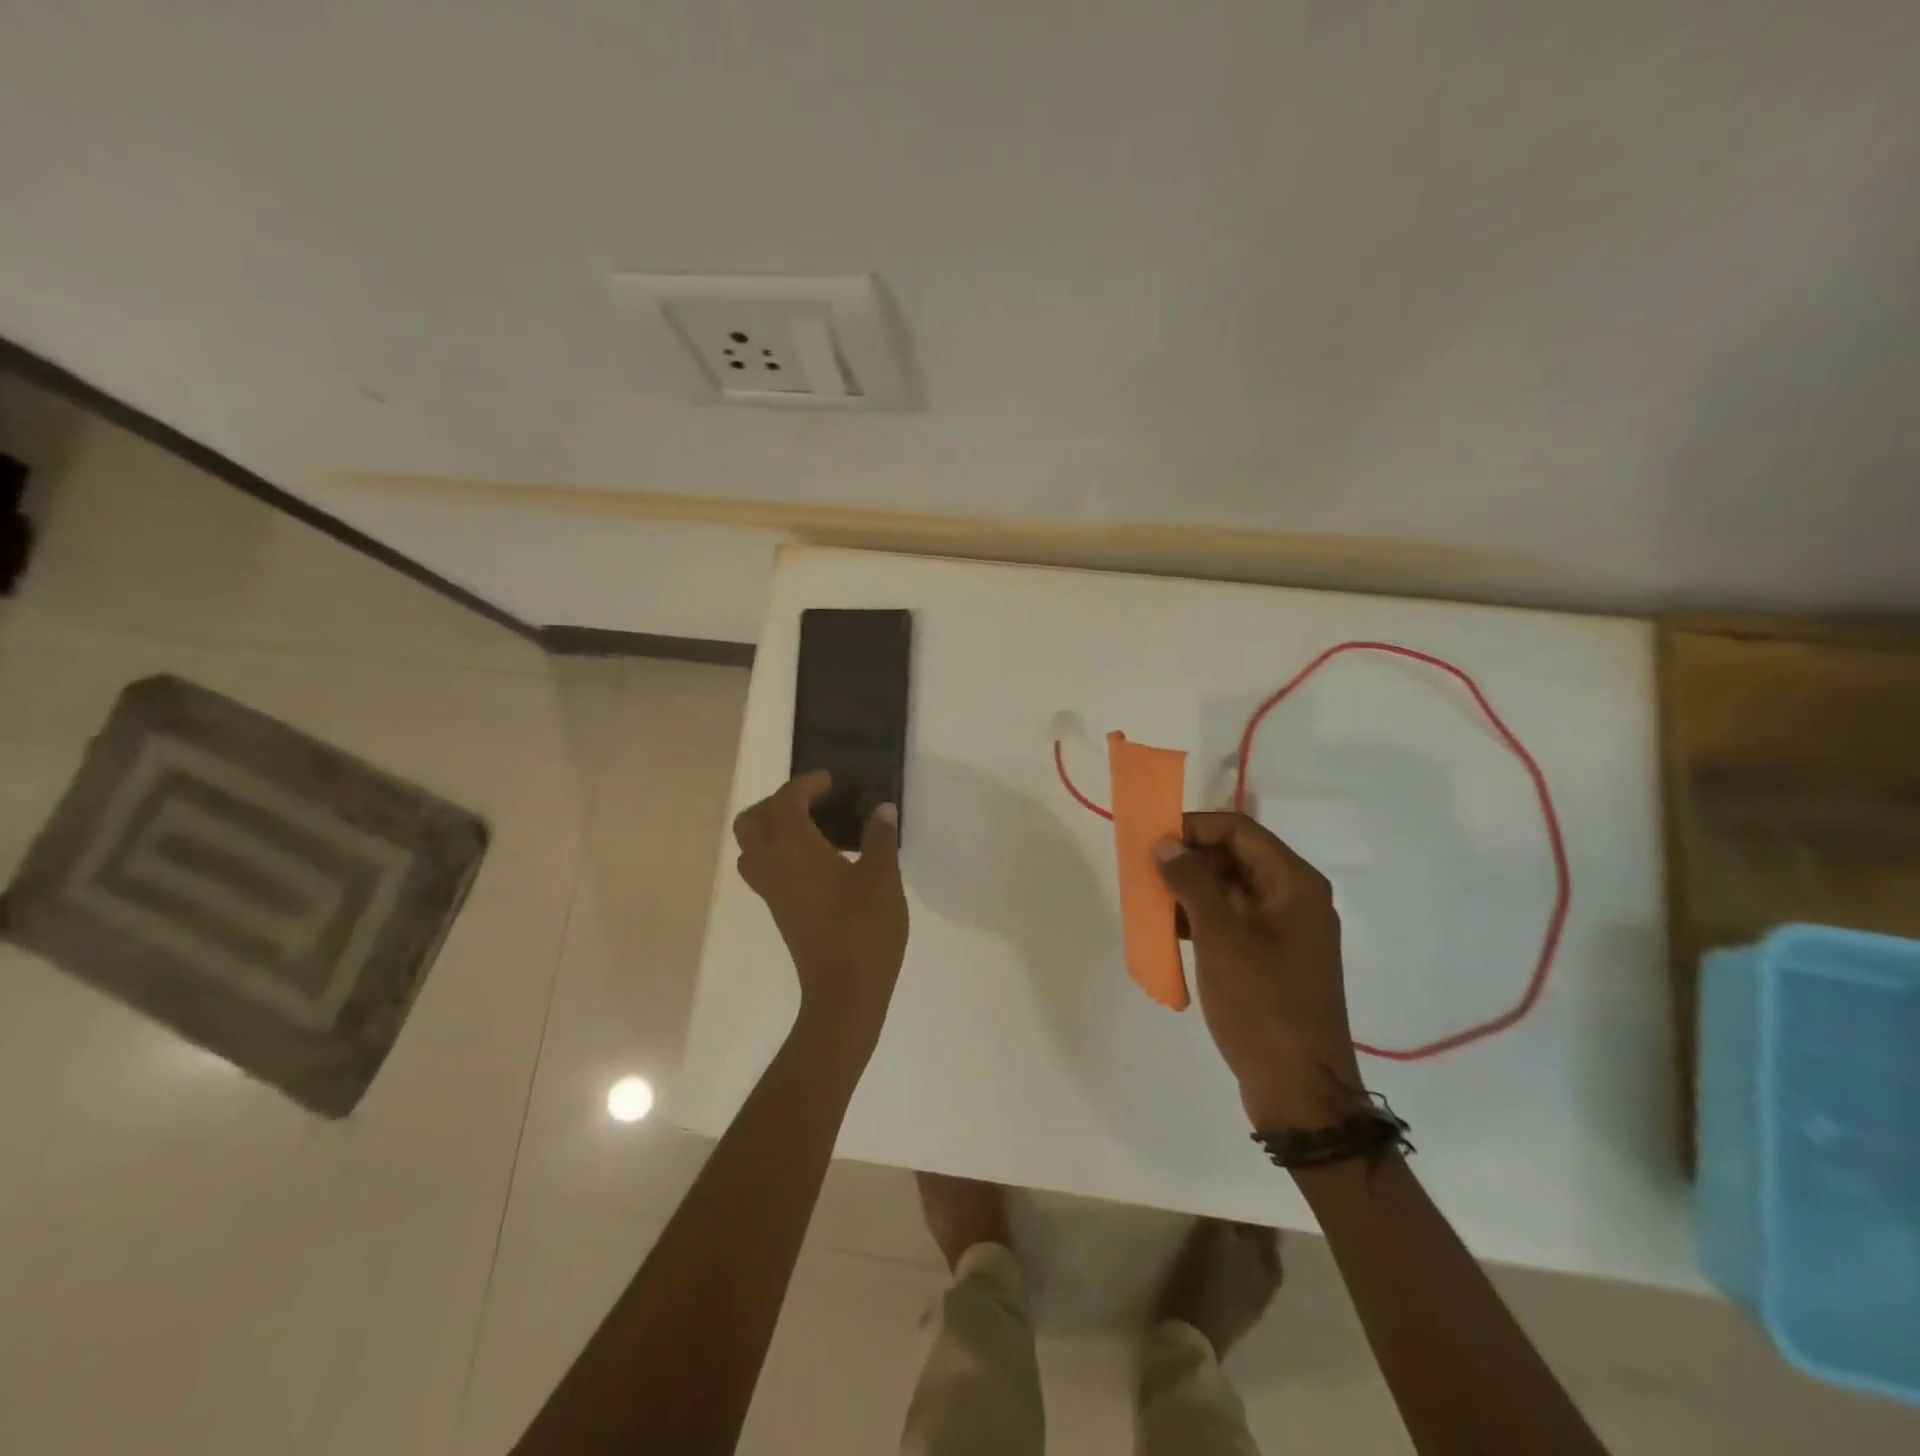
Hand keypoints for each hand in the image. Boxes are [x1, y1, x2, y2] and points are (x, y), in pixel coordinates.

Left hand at [733, 771, 908, 1046]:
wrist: (845, 991)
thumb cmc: (864, 928)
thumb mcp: (882, 877)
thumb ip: (880, 838)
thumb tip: (882, 809)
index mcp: (794, 849)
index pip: (786, 801)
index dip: (806, 785)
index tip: (832, 781)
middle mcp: (772, 865)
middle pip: (751, 822)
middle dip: (778, 803)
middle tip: (815, 802)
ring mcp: (772, 892)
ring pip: (752, 847)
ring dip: (773, 828)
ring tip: (814, 828)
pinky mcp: (779, 911)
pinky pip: (765, 868)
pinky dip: (781, 851)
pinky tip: (820, 859)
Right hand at [1155, 812, 1363, 1131]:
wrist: (1300, 1091)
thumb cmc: (1262, 1004)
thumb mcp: (1220, 937)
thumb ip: (1192, 882)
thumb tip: (1166, 844)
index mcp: (1294, 884)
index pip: (1238, 829)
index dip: (1193, 828)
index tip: (1151, 842)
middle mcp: (1295, 898)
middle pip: (1235, 856)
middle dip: (1189, 859)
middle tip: (1146, 873)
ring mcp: (1286, 930)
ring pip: (1231, 889)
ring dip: (1191, 889)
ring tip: (1152, 903)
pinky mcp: (1273, 958)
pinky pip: (1233, 920)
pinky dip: (1202, 918)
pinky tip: (1171, 933)